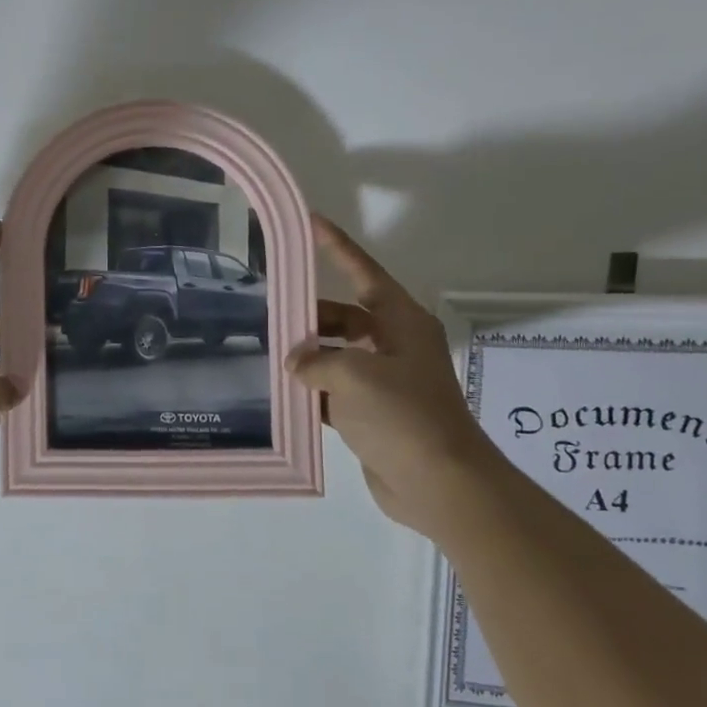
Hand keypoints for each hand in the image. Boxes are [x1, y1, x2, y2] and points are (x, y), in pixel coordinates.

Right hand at [287, 214, 498, 530]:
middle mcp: (395, 345)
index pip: (363, 272)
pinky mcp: (374, 414)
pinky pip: (336, 391)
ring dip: (308, 357)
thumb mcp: (353, 377)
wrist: (439, 483)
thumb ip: (316, 360)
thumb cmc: (402, 416)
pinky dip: (313, 391)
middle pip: (345, 317)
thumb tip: (297, 362)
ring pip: (337, 356)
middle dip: (310, 317)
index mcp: (402, 323)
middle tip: (269, 317)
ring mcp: (385, 381)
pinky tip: (283, 394)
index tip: (310, 223)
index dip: (337, 247)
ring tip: (267, 355)